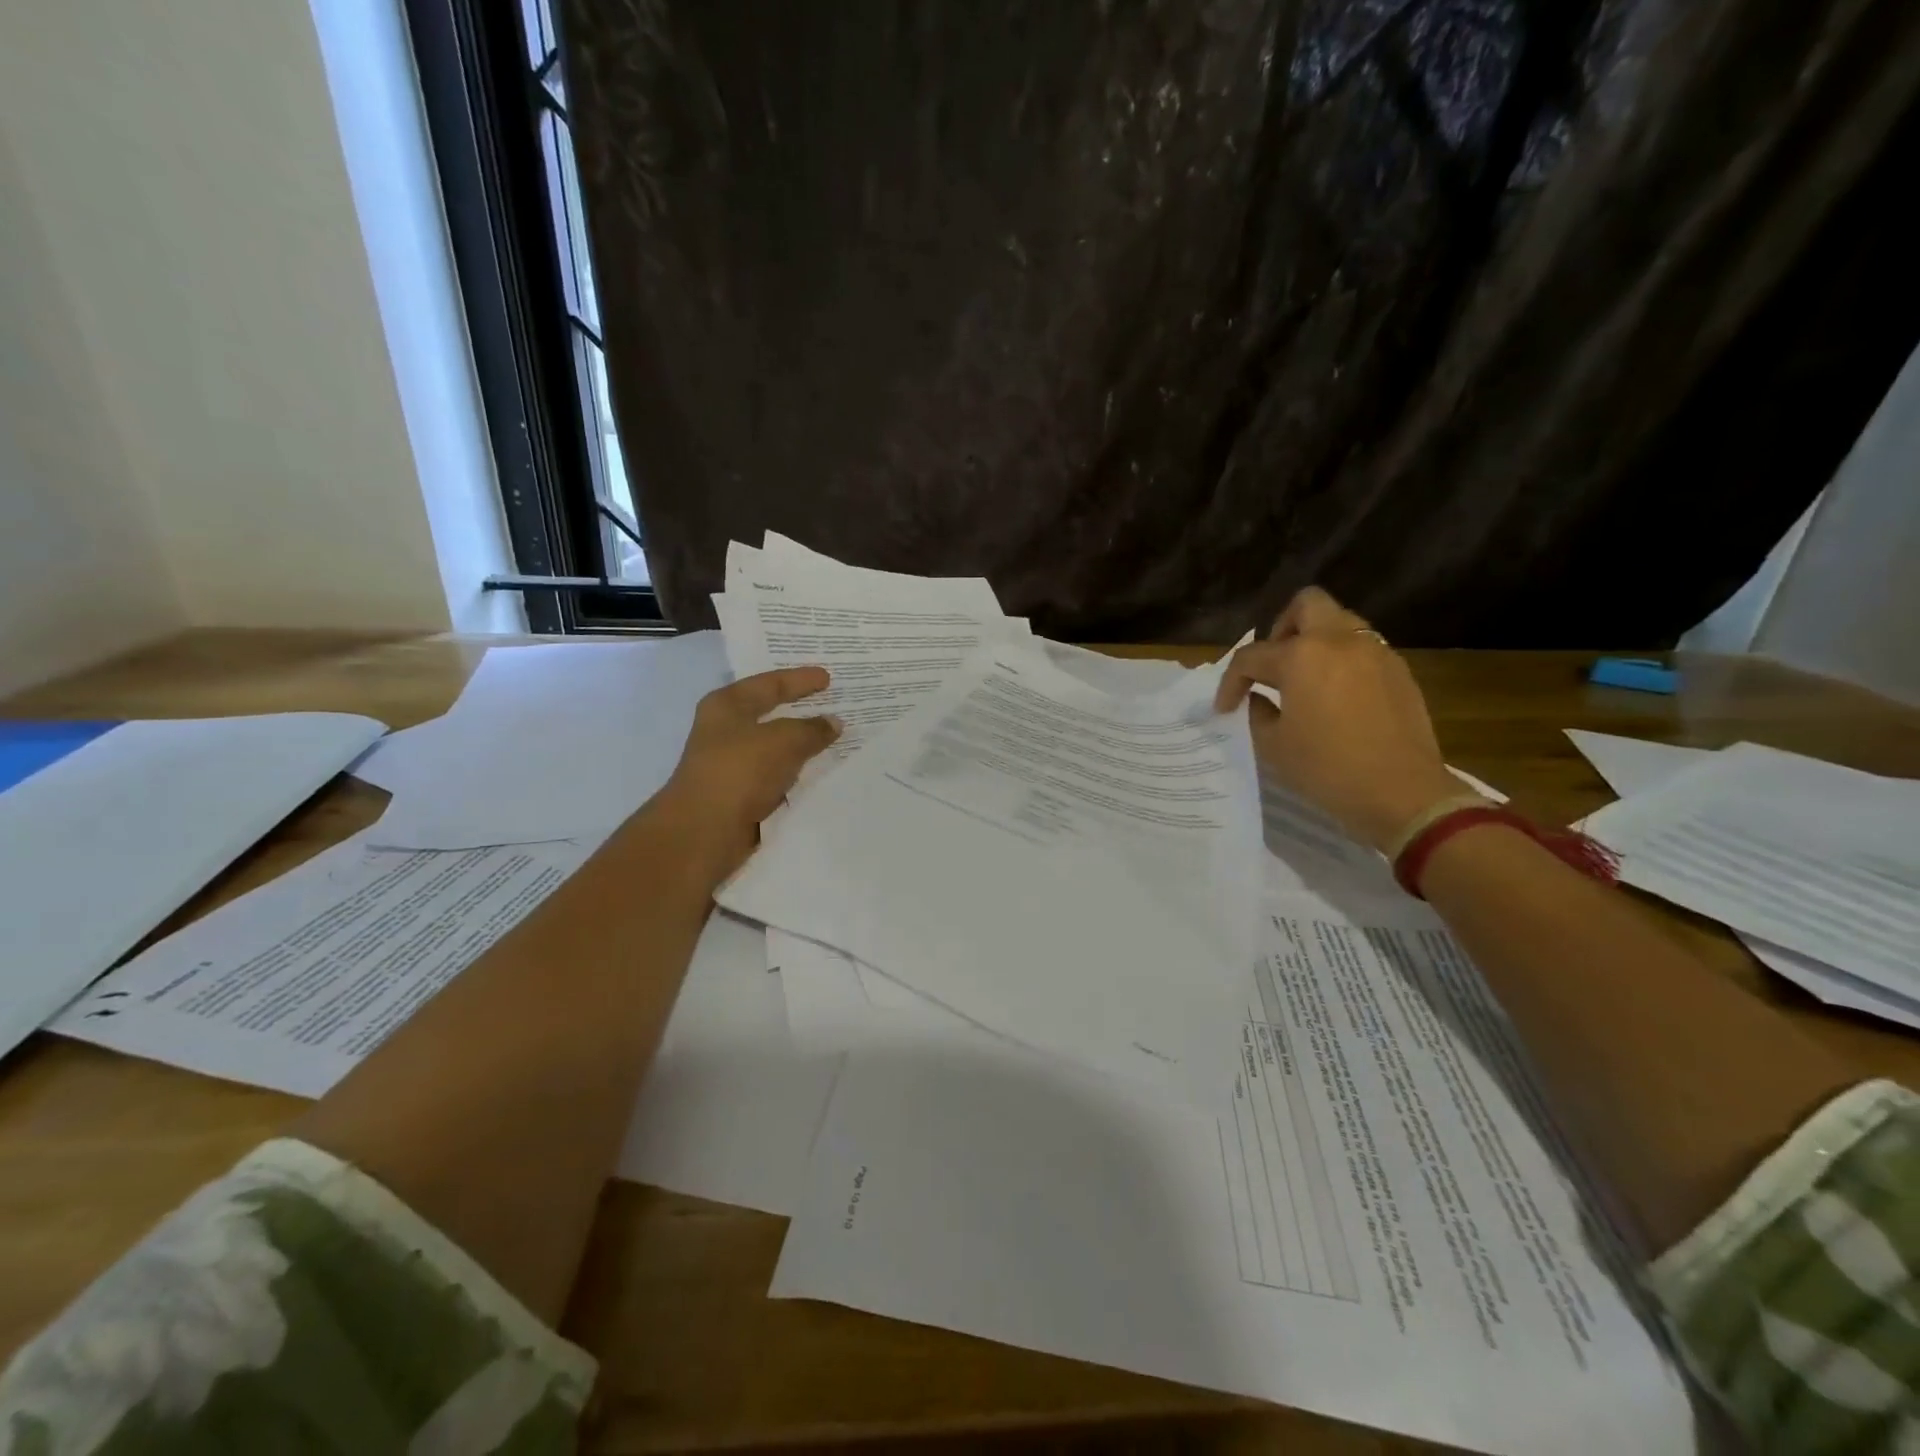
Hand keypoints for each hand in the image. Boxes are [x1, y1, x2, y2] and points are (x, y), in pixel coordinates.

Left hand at [647, 666, 840, 887]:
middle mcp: (725, 730)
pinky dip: (796, 773)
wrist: (705, 830)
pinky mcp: (740, 793)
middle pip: (770, 713)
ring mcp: (731, 763)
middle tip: (833, 703)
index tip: (828, 677)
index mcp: (727, 705)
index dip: (800, 679)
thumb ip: (812, 729)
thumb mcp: (784, 740)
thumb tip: (833, 722)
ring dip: (801, 745)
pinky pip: (777, 775)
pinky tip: (820, 772)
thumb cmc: (740, 770)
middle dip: (801, 710)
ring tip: (835, 739)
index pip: (770, 683)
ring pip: (775, 747)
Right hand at [1214, 588, 1464, 851]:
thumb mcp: (1274, 745)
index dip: (1231, 682)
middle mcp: (1339, 641)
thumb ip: (1258, 712)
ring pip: (1339, 622)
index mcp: (1301, 656)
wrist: (1402, 794)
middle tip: (1273, 666)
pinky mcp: (1398, 671)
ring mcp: (1375, 652)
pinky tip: (1336, 697)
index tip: (1225, 708)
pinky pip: (1362, 648)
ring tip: (1303, 680)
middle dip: (1281, 629)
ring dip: (1314, 641)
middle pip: (1306, 605)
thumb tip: (1258, 698)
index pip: (1251, 656)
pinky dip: (1341, 661)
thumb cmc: (1328, 769)